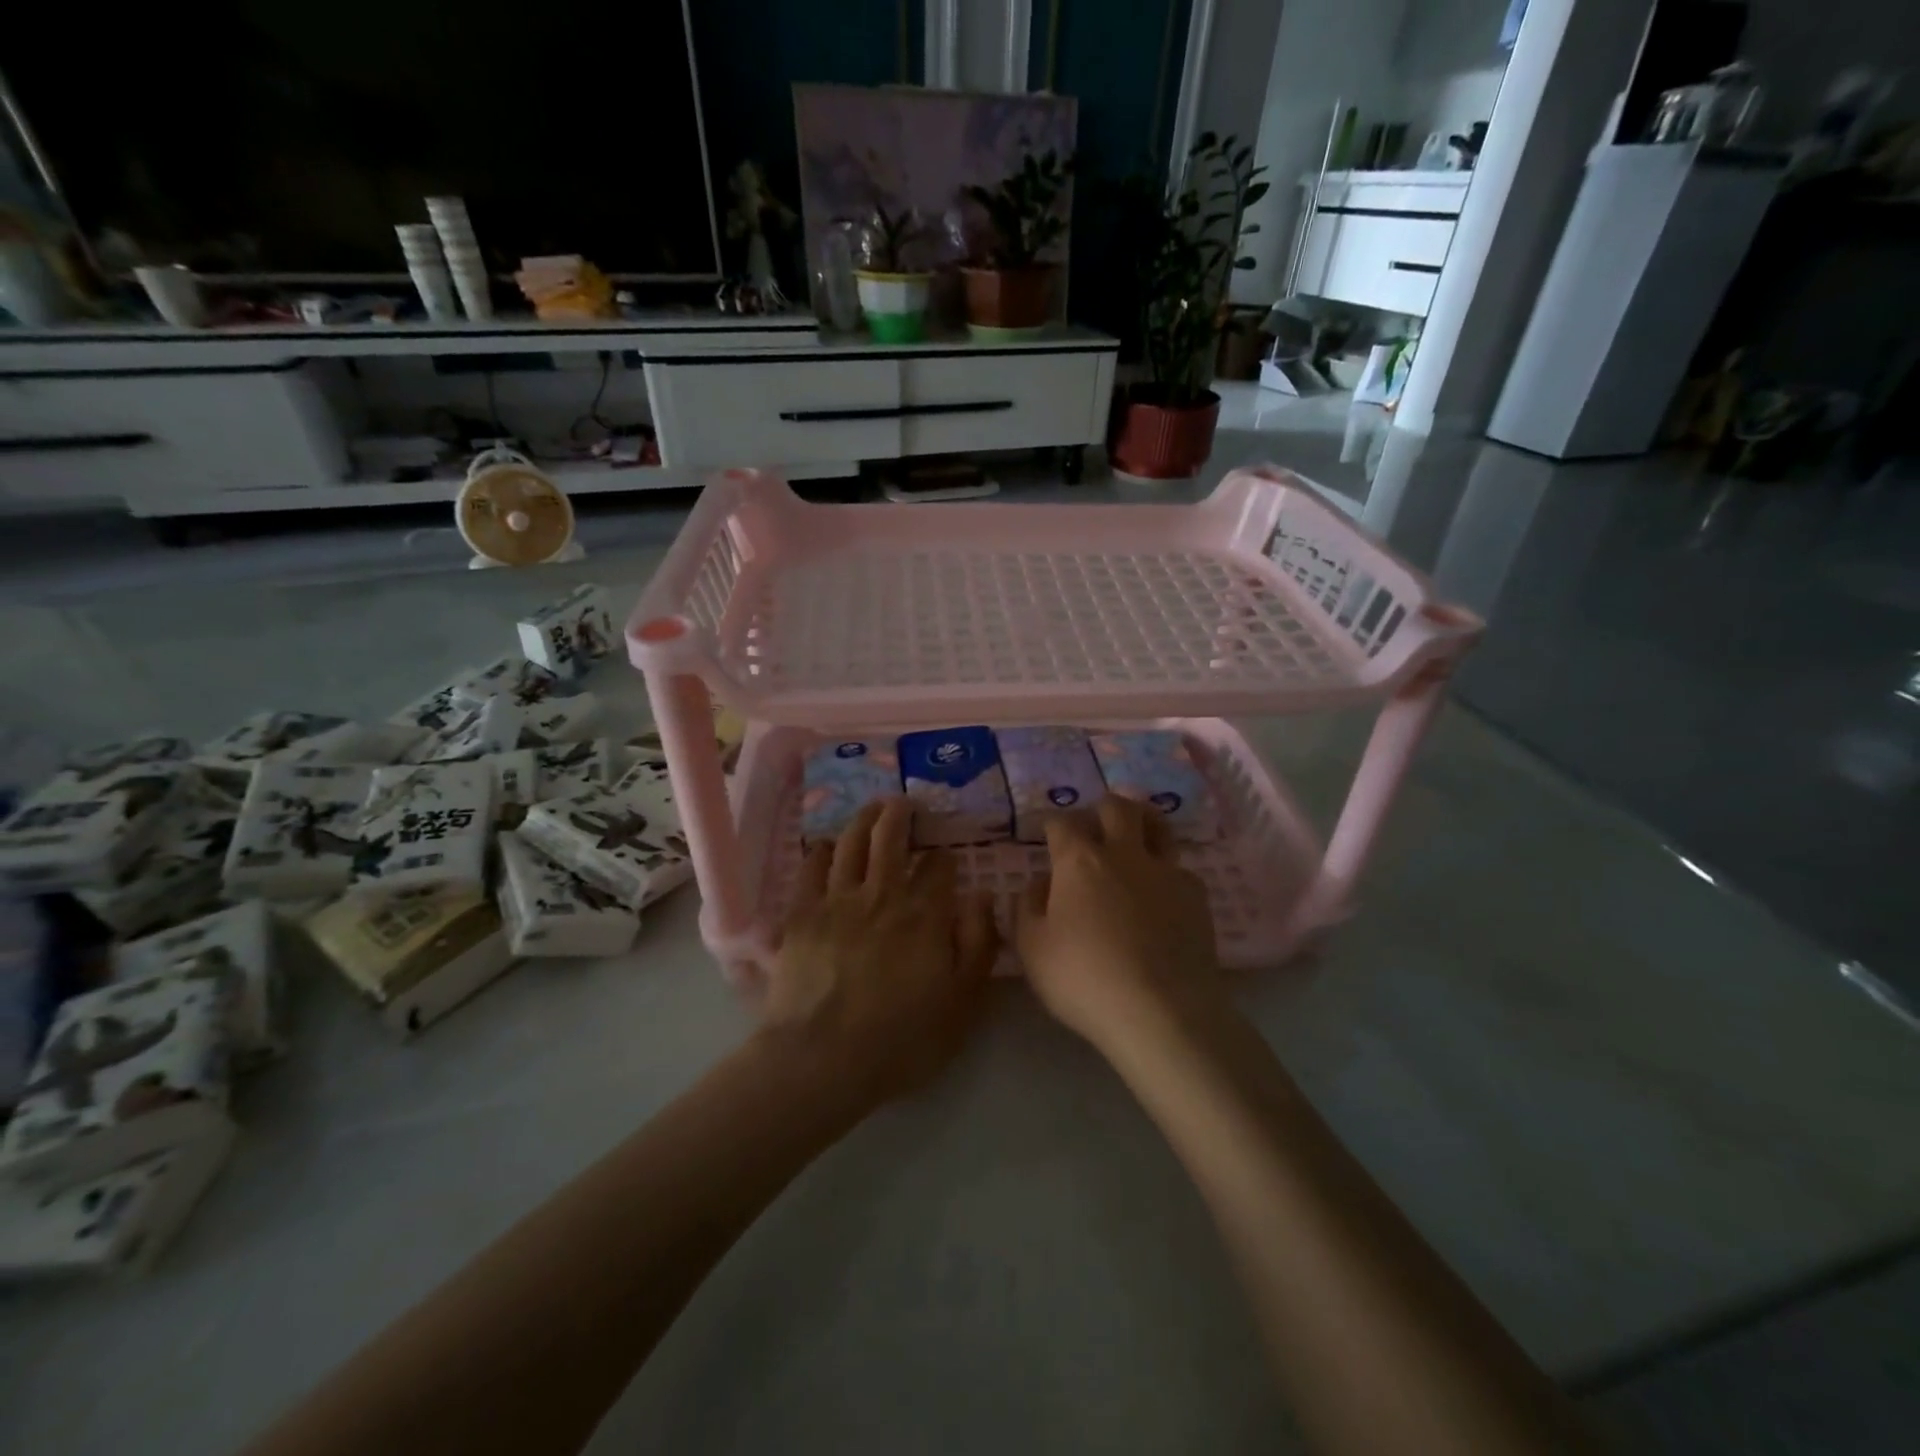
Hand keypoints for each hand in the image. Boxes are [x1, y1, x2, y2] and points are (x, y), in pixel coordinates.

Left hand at [764, 799, 997, 1112]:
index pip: (937, 867)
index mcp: (924, 914)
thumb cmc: (902, 1039)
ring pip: (851, 844)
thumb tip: (982, 896)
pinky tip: (825, 846)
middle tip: (904, 803)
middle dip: (900, 816)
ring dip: (863, 820)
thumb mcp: (963, 1002)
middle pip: (890, 839)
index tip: (944, 854)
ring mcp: (837, 900)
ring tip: (871, 808)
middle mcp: (882, 894)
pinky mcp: (802, 915)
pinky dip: (821, 851)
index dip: (942, 856)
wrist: (823, 1059)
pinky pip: (811, 868)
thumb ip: (978, 944)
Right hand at [1015, 796, 1224, 1049]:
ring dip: (1143, 821)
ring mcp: (1165, 872)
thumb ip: (1027, 907)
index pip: (1062, 822)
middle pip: (1116, 808)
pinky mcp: (1197, 896)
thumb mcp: (1031, 949)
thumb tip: (1040, 882)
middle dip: (1101, 808)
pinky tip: (1161, 892)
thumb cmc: (1084, 980)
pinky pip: (1180, 868)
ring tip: (1136, 833)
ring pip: (1158, 825)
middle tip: (1094, 825)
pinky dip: (1166, 871)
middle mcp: (1124, 854)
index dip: (1052, 823)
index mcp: (1079, 861)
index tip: (1048, 832)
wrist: (1161, 1012)